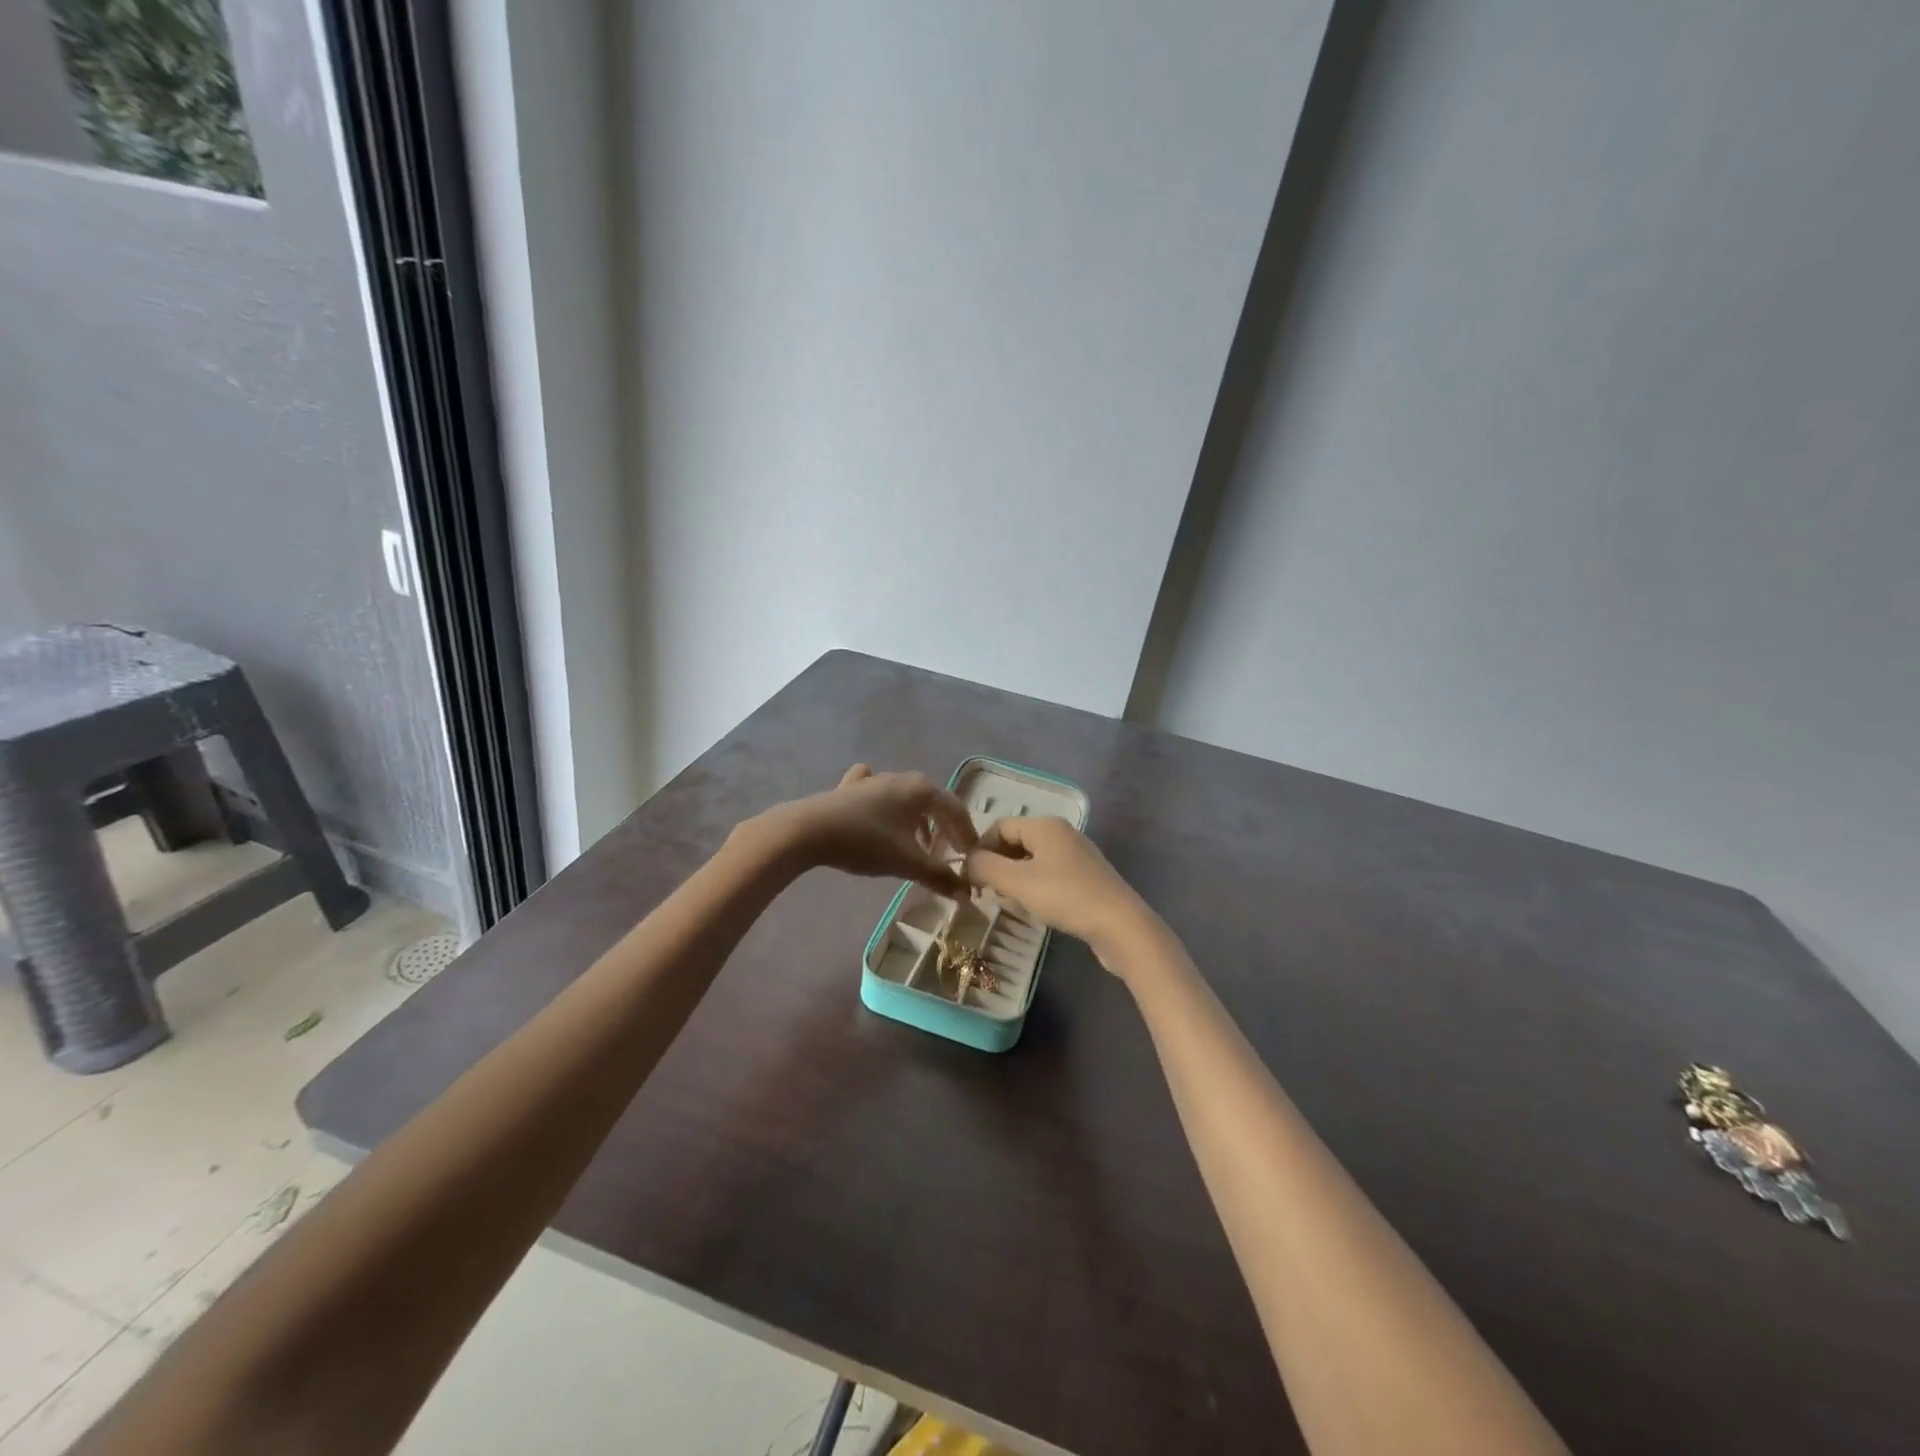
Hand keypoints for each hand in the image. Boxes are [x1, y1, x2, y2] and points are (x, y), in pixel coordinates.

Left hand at [758, 764, 977, 896]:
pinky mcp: (849, 788)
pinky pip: (877, 793)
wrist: (809, 830)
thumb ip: (939, 877)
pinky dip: (886, 805)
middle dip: (944, 827)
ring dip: (918, 820)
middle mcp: (902, 778)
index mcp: (922, 790)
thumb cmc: (867, 842)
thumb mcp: (908, 863)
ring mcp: (874, 781)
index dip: (968, 834)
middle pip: (933, 802)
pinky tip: (880, 810)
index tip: (973, 856)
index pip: (956, 810)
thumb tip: (966, 894)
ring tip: (920, 844)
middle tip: (949, 852)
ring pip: (906, 798)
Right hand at [964, 817, 1154, 962]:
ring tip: (1007, 902)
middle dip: (997, 865)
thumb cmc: (1065, 896)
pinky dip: (1034, 887)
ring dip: (1014, 878)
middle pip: (1016, 841)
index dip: (980, 849)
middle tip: (985, 892)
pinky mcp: (1086, 878)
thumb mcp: (1017, 882)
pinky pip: (1049, 874)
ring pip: (1032, 860)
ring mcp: (1076, 855)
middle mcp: (1061, 833)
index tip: (969, 877)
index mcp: (1044, 825)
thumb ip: (985, 867)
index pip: (999, 827)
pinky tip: (1033, 908)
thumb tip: (968, 862)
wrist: (1120, 925)